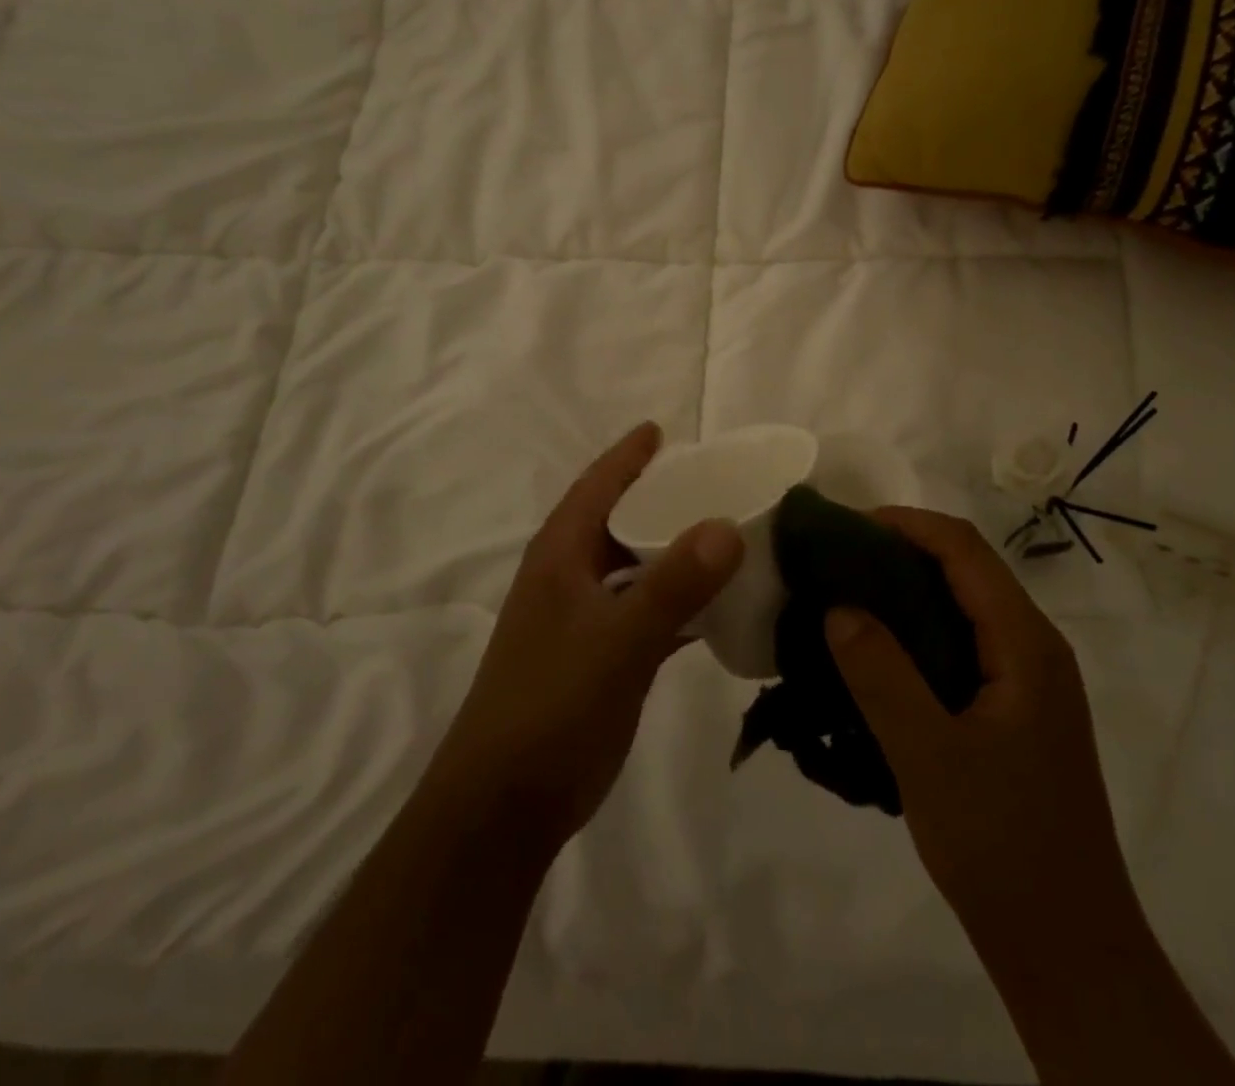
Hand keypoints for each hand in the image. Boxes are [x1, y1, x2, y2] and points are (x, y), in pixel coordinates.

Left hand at [433, 422, 743, 847]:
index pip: (597, 487)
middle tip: (715, 478)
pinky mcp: (601, 657)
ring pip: (636, 567)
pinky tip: (719, 602)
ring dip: (674, 549)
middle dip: (662, 497)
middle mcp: (570, 577)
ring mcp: (584, 619)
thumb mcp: (617, 641)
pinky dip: (680, 600)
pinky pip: (647, 611)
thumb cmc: (552, 706)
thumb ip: (673, 584)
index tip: (661, 428)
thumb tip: (728, 525)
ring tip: (727, 530)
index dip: (628, 456)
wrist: (506, 804)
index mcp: (561, 556)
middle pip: (620, 521)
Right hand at [823, 508, 1134, 946]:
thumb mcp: (928, 756)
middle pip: (967, 569)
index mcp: (1025, 645)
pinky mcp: (1014, 710)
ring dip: (906, 590)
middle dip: (901, 550)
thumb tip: (838, 605)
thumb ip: (881, 674)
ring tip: (845, 597)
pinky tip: (877, 654)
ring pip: (964, 606)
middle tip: (834, 561)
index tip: (844, 527)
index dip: (905, 523)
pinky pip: (962, 644)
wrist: (1068, 947)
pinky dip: (917, 630)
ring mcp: (1028, 681)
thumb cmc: (1002, 844)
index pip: (964, 549)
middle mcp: (1034, 648)